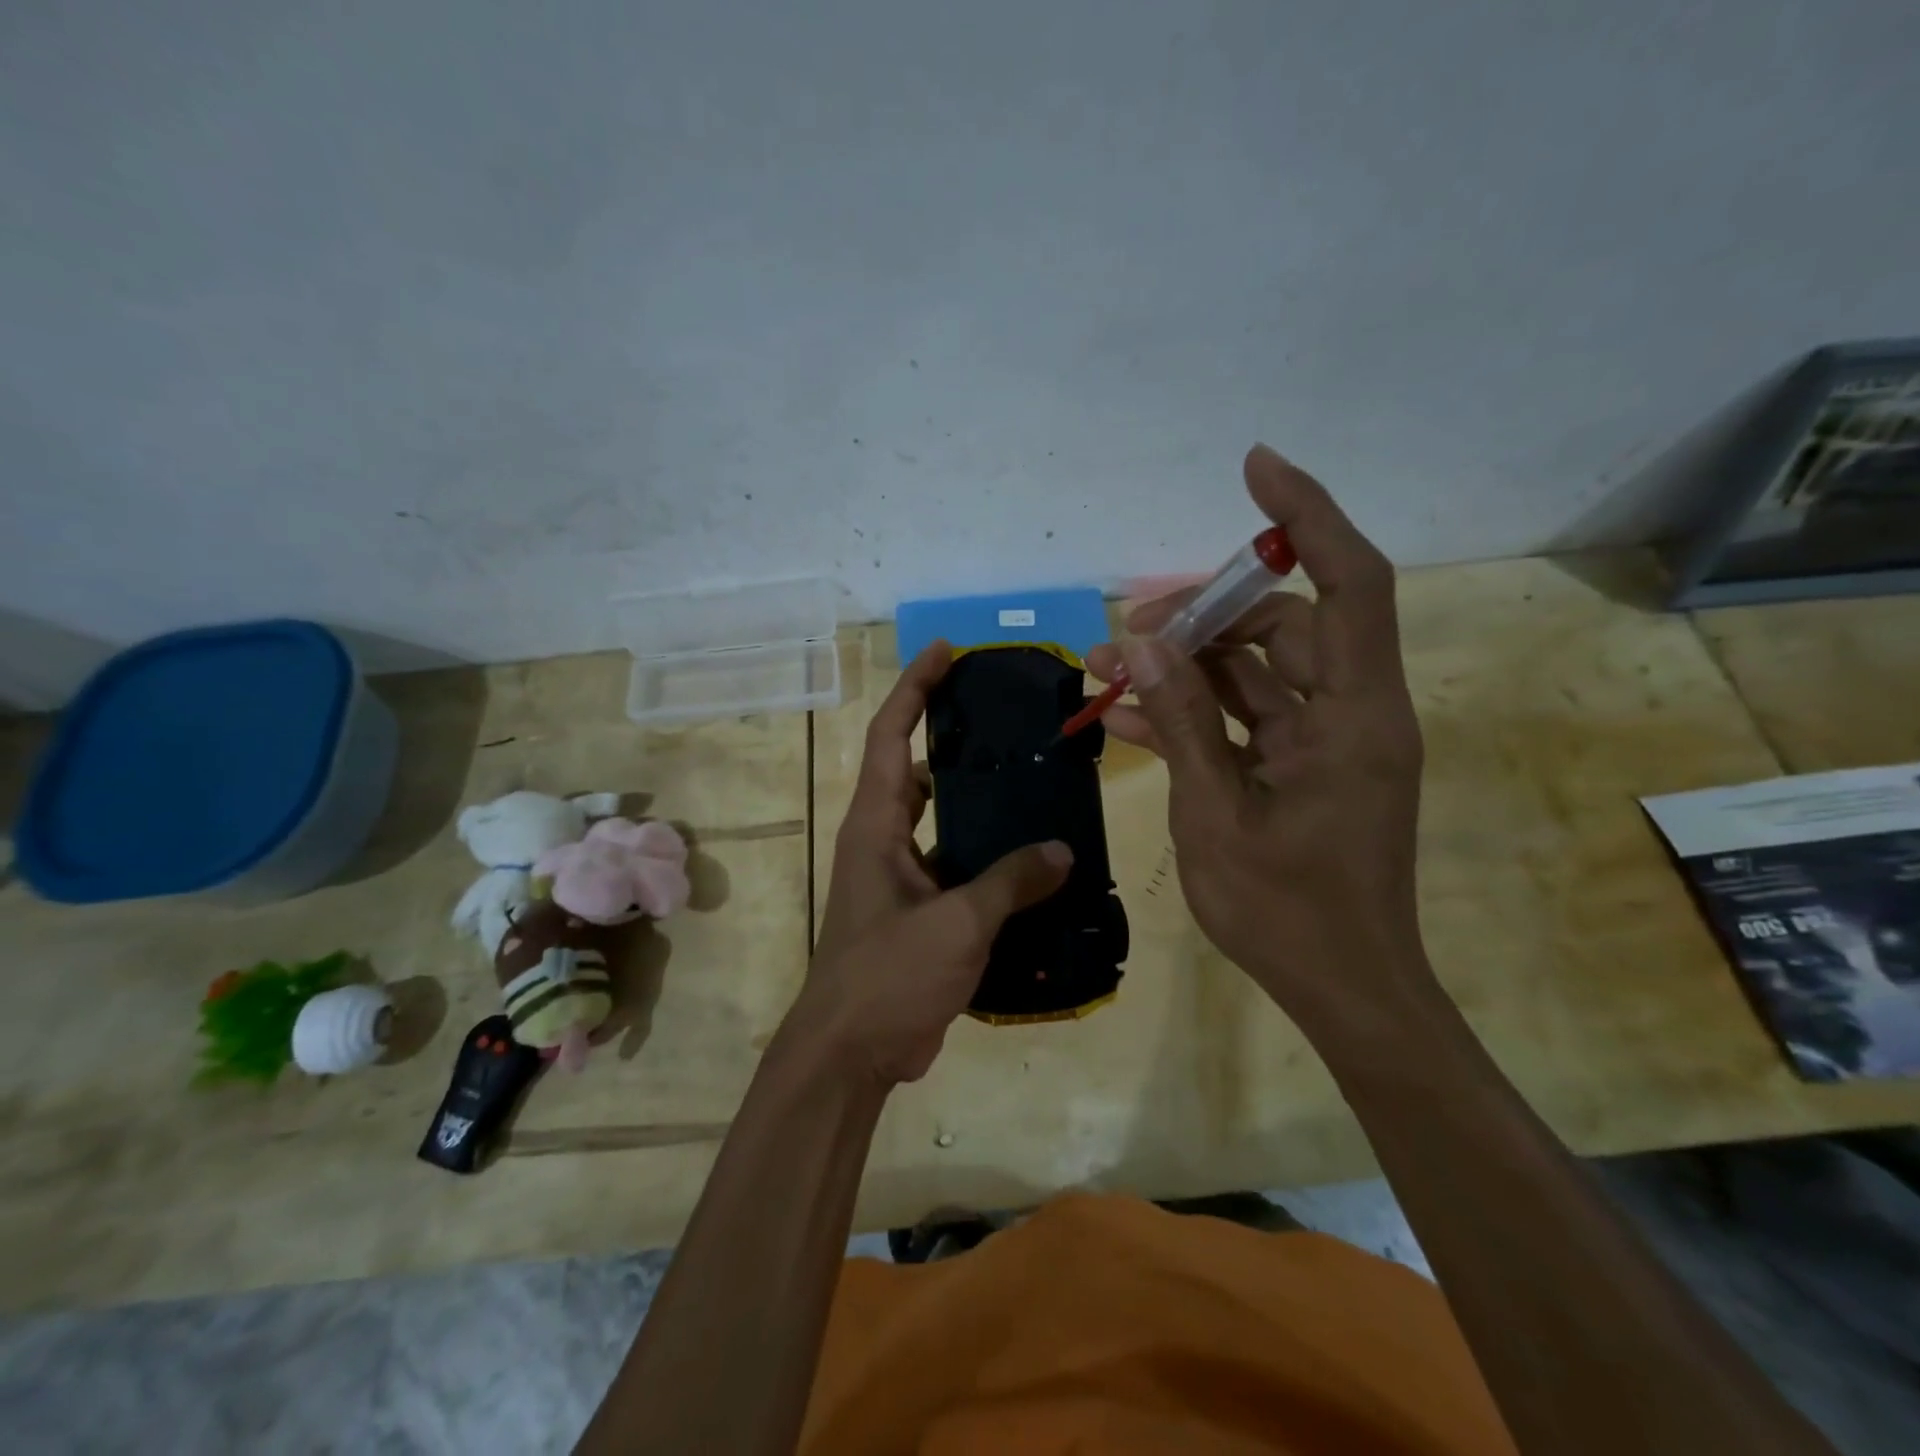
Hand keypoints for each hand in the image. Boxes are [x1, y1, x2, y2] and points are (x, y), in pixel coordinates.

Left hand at [792, 642, 1072, 1086]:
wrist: (851, 1053)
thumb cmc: (888, 976)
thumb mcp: (956, 924)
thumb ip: (1010, 882)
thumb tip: (1061, 852)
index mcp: (875, 824)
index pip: (891, 735)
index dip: (914, 687)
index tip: (946, 650)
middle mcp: (882, 839)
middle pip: (915, 768)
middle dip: (951, 734)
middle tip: (1007, 716)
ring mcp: (899, 877)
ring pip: (939, 819)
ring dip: (974, 799)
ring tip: (1031, 779)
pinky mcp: (917, 911)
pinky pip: (955, 864)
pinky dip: (986, 855)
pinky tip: (1033, 859)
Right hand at [1086, 445, 1428, 1034]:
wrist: (1343, 990)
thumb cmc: (1287, 913)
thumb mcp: (1215, 813)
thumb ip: (1182, 721)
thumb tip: (1141, 641)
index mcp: (1354, 718)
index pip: (1350, 584)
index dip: (1307, 517)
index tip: (1256, 468)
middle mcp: (1350, 713)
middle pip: (1282, 626)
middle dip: (1200, 617)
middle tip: (1125, 635)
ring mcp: (1324, 740)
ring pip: (1254, 670)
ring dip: (1183, 665)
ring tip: (1104, 670)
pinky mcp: (1300, 765)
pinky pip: (1244, 717)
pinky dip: (1192, 711)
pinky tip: (1126, 716)